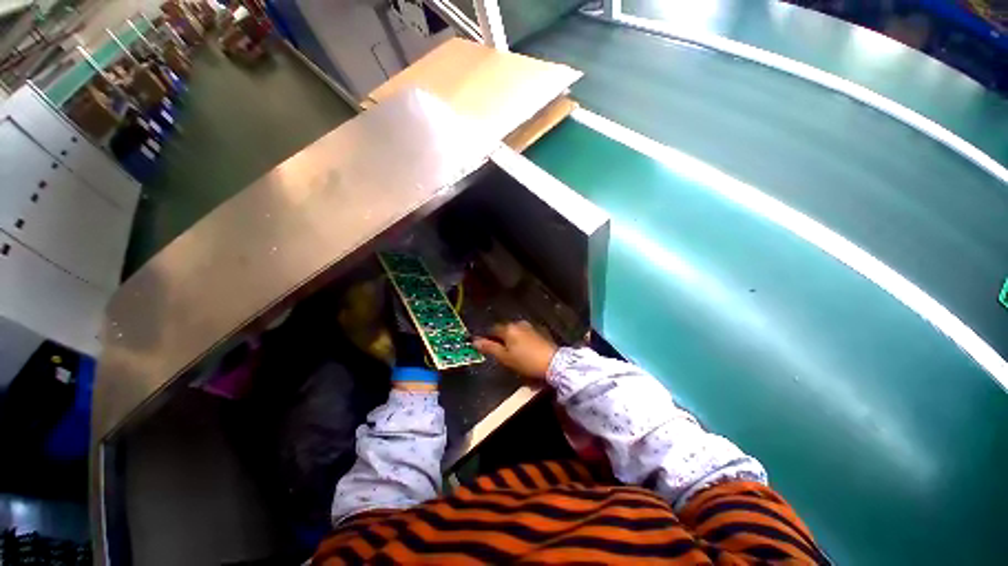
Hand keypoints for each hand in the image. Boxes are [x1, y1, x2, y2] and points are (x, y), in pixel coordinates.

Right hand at [473, 321, 557, 379]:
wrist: (553, 363)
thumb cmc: (526, 361)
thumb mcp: (505, 358)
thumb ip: (489, 348)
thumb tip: (474, 341)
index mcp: (508, 328)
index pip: (492, 329)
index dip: (487, 338)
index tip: (487, 348)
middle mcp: (518, 323)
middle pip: (504, 329)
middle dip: (500, 338)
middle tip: (501, 353)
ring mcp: (530, 326)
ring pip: (515, 331)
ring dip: (511, 339)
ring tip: (513, 353)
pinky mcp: (539, 330)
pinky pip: (525, 333)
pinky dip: (521, 339)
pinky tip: (525, 350)